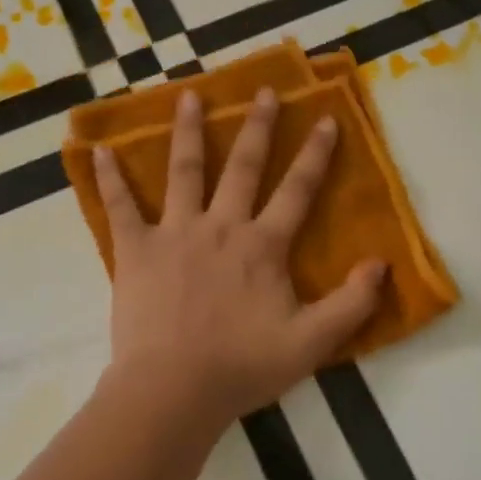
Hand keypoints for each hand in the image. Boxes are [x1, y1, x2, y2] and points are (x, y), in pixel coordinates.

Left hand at [92, 86, 387, 430]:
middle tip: (264, 90)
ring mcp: (175, 232)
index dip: (315, 154)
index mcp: (262, 245)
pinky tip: (98, 150)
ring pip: (184, 171)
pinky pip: (120, 207)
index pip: (297, 190)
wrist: (174, 389)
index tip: (325, 118)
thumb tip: (382, 263)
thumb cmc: (242, 366)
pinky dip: (109, 178)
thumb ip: (351, 304)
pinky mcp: (136, 249)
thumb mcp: (311, 343)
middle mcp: (221, 226)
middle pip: (244, 166)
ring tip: (189, 96)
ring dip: (188, 131)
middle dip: (258, 126)